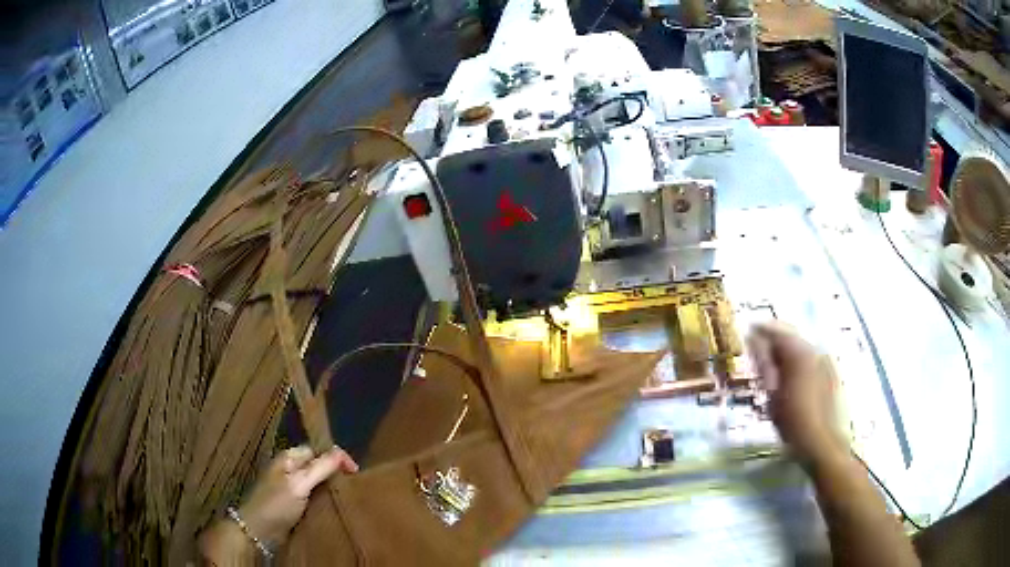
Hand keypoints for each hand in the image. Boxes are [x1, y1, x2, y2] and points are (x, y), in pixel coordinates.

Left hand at [239, 445, 358, 544]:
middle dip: (335, 472)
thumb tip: (341, 452)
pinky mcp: (293, 502)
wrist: (258, 530)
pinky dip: (324, 499)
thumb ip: (320, 467)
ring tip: (349, 496)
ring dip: (331, 487)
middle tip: (355, 485)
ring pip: (316, 481)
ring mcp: (290, 486)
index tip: (356, 472)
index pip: (318, 450)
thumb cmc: (277, 504)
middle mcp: (289, 468)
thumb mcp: (299, 484)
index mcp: (288, 458)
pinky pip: (313, 496)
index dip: (337, 457)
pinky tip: (334, 506)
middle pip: (317, 465)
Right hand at [748, 322, 846, 465]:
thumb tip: (753, 340)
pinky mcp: (830, 372)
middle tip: (757, 353)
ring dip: (785, 352)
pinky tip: (789, 377)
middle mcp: (814, 350)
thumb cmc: (792, 421)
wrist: (821, 441)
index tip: (747, 334)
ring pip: (801, 347)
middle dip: (774, 341)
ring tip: (771, 367)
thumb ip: (764, 364)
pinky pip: (809, 358)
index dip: (760, 331)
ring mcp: (824, 360)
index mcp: (799, 353)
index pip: (777, 331)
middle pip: (791, 336)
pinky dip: (796, 362)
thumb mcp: (772, 394)